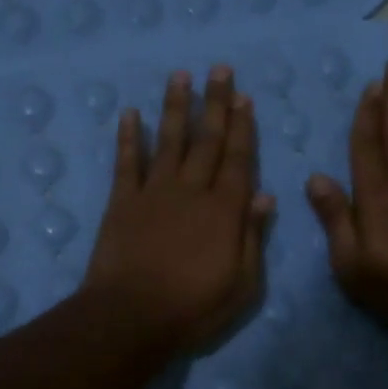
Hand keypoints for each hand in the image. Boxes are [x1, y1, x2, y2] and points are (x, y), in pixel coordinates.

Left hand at [84, 66, 274, 352]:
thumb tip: (265, 196)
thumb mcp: (242, 284)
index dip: (242, 127)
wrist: (130, 318)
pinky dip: (129, 137)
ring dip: (176, 107)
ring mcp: (154, 193)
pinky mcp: (122, 202)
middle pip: (206, 140)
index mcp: (224, 210)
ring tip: (181, 75)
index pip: (237, 159)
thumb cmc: (194, 308)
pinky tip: (130, 113)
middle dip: (215, 103)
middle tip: (219, 69)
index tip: (244, 97)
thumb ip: (253, 237)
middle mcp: (191, 191)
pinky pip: (127, 163)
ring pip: (169, 141)